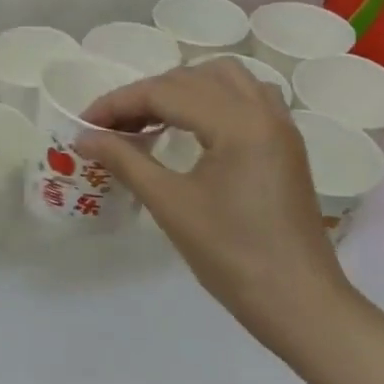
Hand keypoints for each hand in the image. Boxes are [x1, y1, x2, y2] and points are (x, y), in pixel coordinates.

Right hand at [80, 60, 355, 344]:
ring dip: (181, 88)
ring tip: (150, 118)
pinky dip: (212, 97)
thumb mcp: (170, 204)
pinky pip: (246, 96)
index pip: (164, 93)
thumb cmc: (232, 256)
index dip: (118, 103)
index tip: (85, 124)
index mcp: (238, 123)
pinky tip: (192, 125)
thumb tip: (83, 138)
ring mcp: (280, 126)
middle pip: (190, 78)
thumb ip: (124, 160)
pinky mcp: (285, 144)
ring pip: (223, 78)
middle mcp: (262, 111)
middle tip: (111, 127)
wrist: (301, 306)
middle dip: (145, 95)